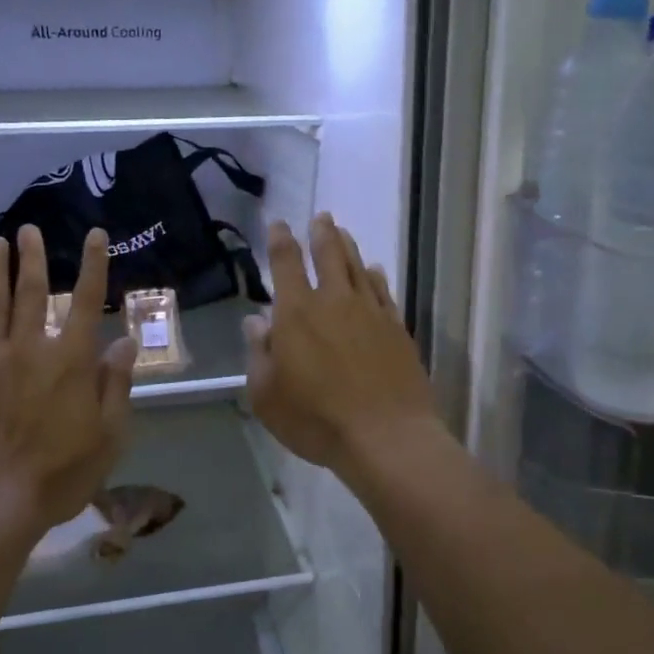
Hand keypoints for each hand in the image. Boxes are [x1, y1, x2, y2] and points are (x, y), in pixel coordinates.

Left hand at [0, 225, 137, 533]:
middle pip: (32, 292)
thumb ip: (116, 384)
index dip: (94, 265)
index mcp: (71, 360)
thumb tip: (126, 341)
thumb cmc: (60, 473)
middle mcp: (31, 348)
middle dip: (32, 258)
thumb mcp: (108, 435)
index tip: (96, 235)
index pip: (86, 301)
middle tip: (28, 229)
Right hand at [242, 214, 438, 472]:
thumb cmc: (316, 419)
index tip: (279, 224)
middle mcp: (334, 301)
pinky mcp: (397, 328)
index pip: (286, 264)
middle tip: (321, 216)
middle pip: (328, 255)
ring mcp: (370, 312)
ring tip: (342, 233)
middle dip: (322, 233)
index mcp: (297, 313)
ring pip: (358, 267)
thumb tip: (256, 322)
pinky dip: (375, 276)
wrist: (386, 436)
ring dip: (348, 247)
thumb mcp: (267, 395)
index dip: (280, 240)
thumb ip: (260, 354)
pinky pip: (383, 291)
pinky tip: (374, 271)